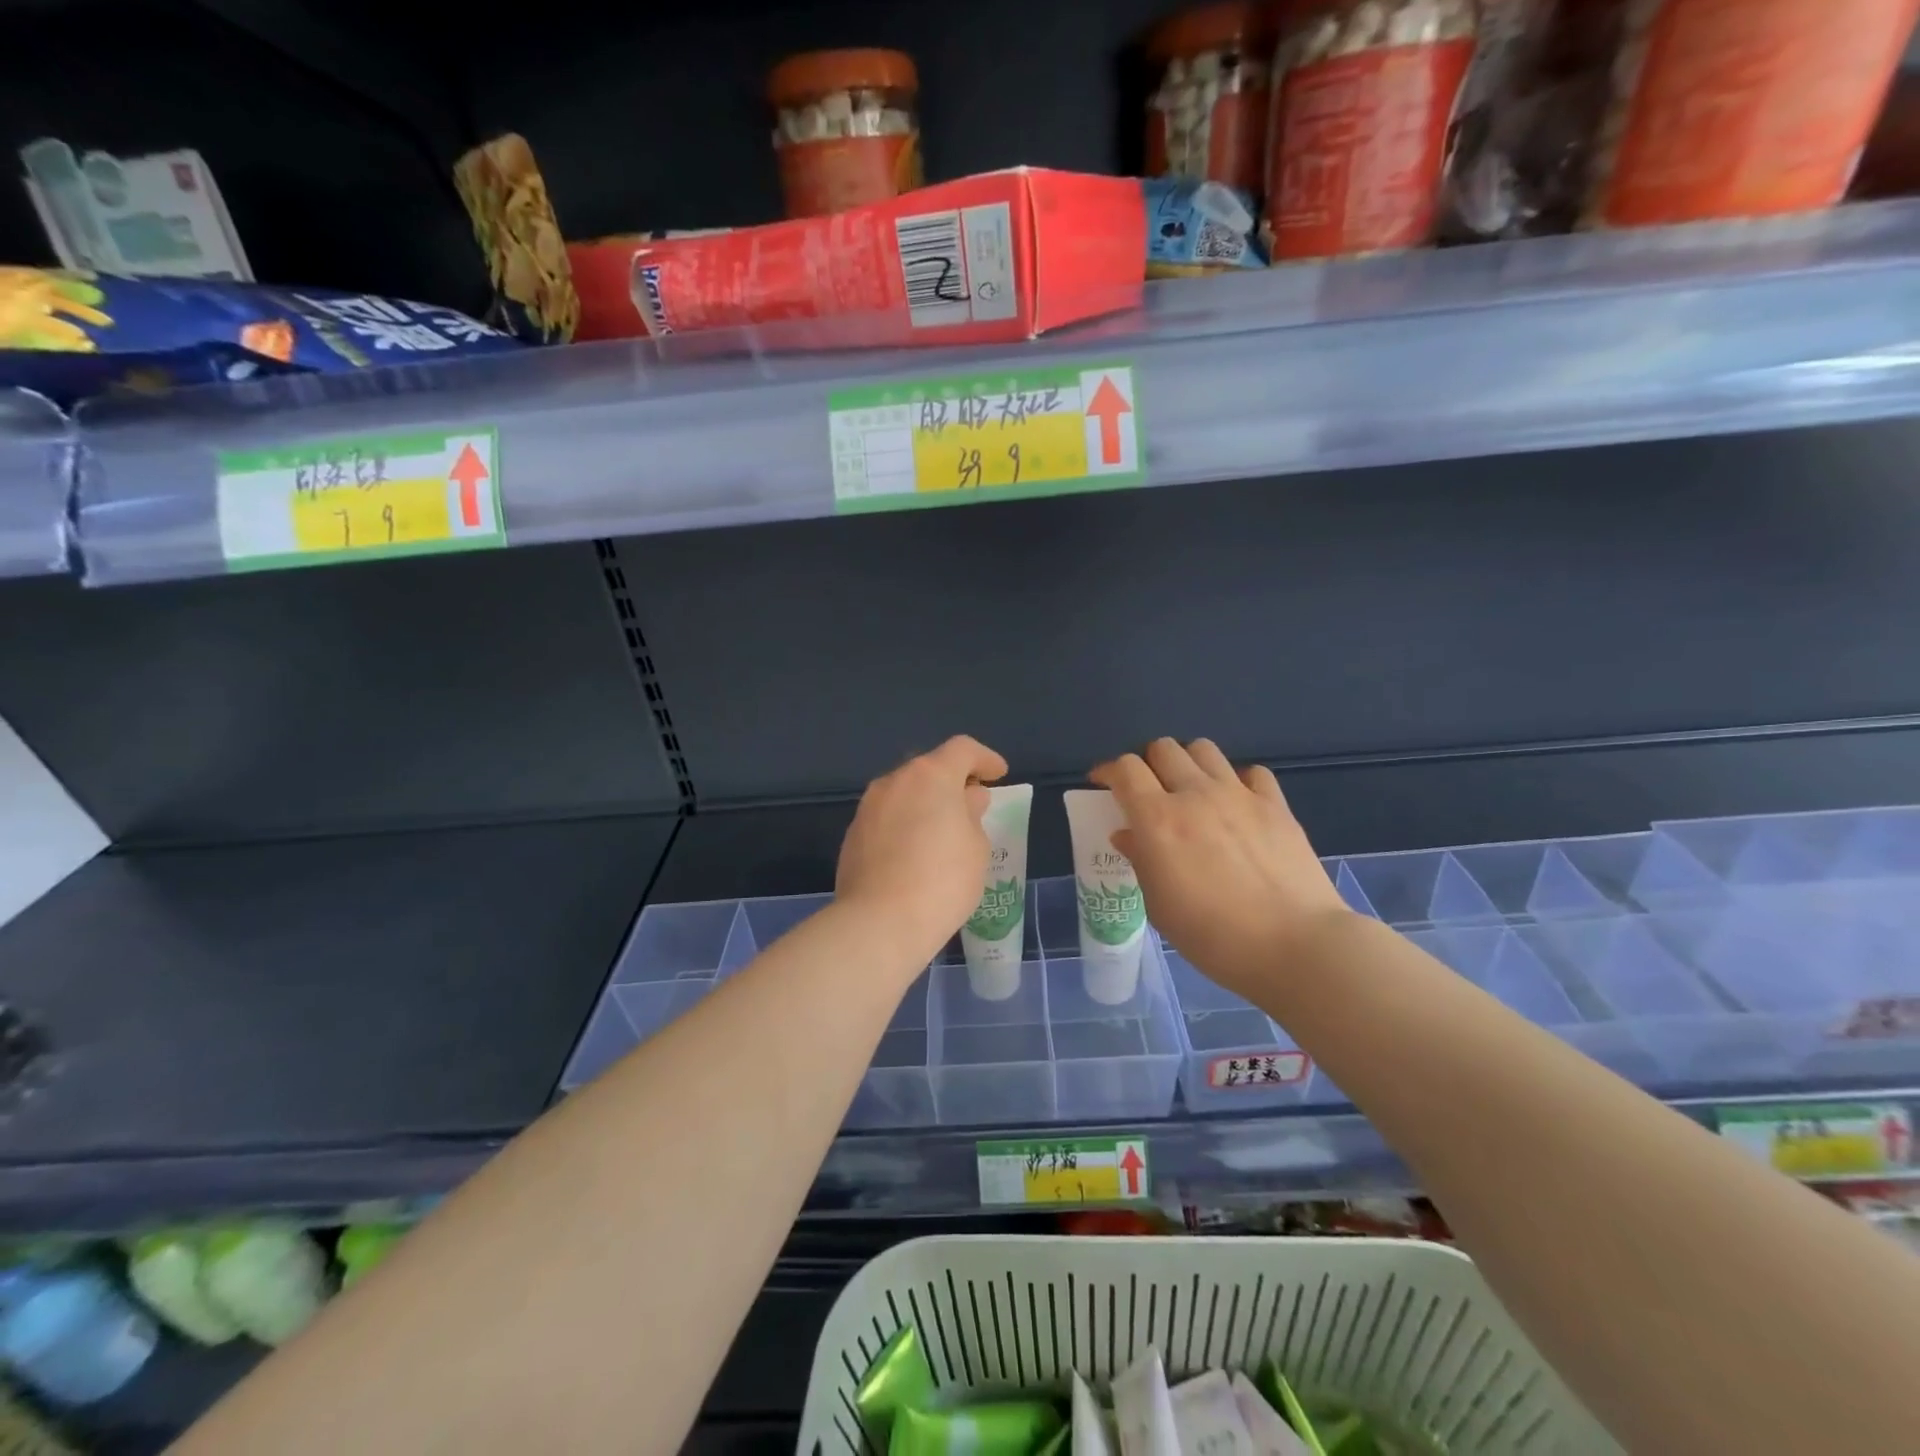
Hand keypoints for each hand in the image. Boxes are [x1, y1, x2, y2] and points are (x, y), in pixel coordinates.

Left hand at [837, 736, 1009, 967]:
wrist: (880, 923)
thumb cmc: (943, 880)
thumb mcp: (976, 847)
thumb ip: (972, 814)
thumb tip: (966, 798)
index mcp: (930, 775)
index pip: (962, 750)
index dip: (984, 758)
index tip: (999, 774)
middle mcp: (895, 782)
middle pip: (929, 769)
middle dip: (952, 782)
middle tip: (971, 805)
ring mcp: (868, 808)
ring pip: (904, 794)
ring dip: (925, 804)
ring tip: (942, 832)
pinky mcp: (852, 836)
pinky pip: (887, 819)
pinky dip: (904, 825)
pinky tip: (914, 854)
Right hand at [1090, 738, 1348, 996]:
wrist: (1294, 946)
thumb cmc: (1213, 936)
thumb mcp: (1160, 906)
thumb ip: (1141, 861)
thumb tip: (1128, 835)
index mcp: (1158, 819)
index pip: (1126, 769)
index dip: (1109, 771)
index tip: (1102, 784)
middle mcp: (1196, 794)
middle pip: (1163, 749)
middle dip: (1148, 764)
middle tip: (1148, 791)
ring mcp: (1239, 795)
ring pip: (1204, 750)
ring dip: (1188, 763)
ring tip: (1190, 790)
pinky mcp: (1276, 805)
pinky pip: (1251, 772)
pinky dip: (1236, 780)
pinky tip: (1236, 805)